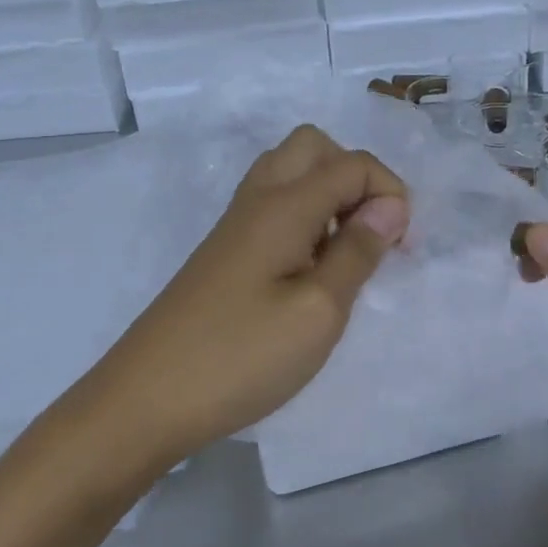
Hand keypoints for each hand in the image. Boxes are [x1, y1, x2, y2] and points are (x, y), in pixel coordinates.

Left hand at [91, 125, 409, 463]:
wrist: (146, 399)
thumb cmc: (241, 356)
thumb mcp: (319, 312)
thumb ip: (358, 252)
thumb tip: (390, 206)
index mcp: (284, 205)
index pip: (352, 164)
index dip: (390, 192)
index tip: (401, 246)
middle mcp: (258, 199)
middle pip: (314, 147)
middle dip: (356, 177)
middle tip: (371, 233)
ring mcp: (236, 224)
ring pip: (291, 172)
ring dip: (329, 196)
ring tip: (344, 253)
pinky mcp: (225, 251)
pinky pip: (274, 206)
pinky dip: (305, 217)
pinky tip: (309, 270)